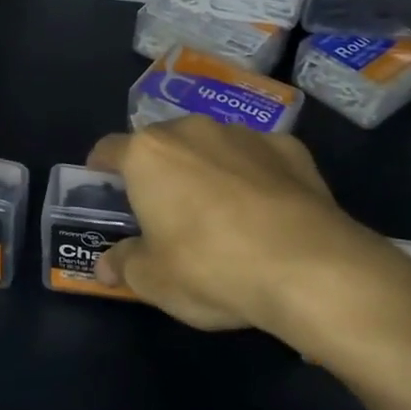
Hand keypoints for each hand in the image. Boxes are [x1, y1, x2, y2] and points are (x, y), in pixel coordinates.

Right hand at [86, 118, 410, 354]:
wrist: (310, 268)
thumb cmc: (211, 267)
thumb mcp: (154, 280)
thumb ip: (123, 265)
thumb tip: (104, 267)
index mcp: (148, 154)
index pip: (108, 149)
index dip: (100, 169)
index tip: (103, 188)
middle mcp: (192, 130)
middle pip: (161, 143)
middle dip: (157, 169)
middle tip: (163, 210)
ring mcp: (244, 134)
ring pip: (210, 145)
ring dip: (205, 168)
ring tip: (219, 212)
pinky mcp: (290, 148)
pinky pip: (257, 157)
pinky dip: (253, 175)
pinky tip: (265, 212)